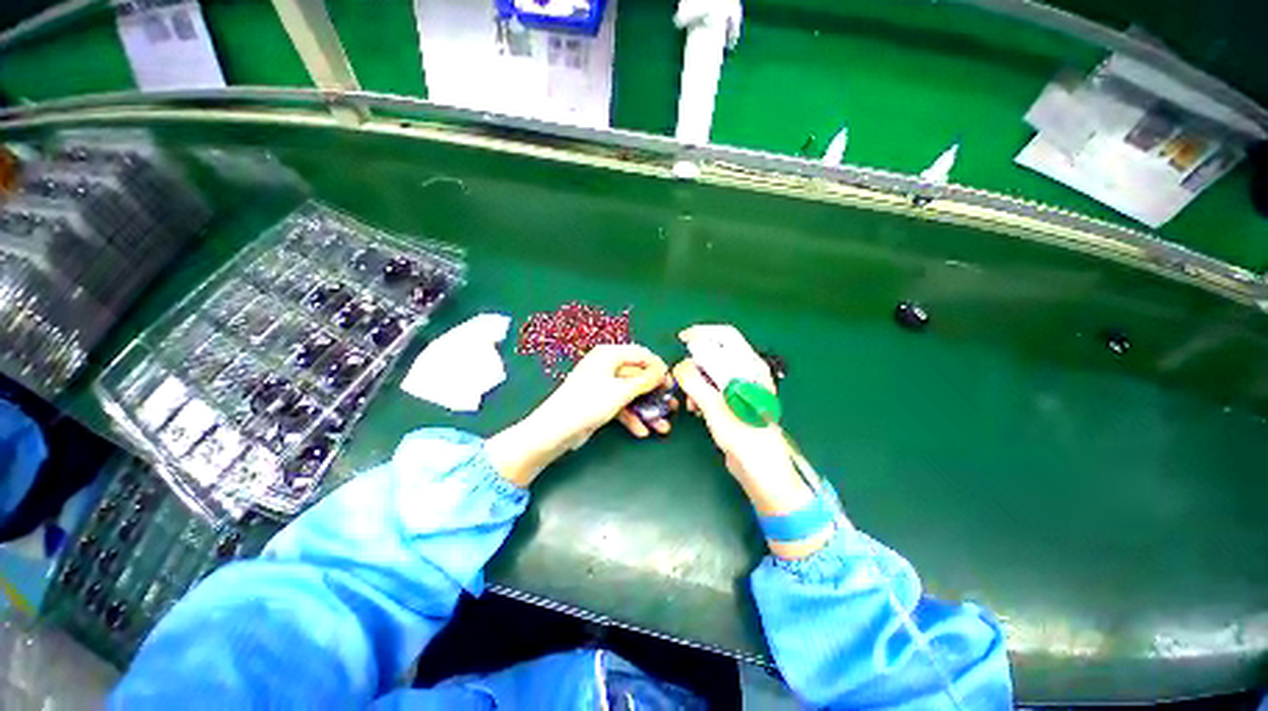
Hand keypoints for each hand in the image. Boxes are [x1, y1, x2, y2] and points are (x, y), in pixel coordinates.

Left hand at [488, 344, 668, 486]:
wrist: (556, 430)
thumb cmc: (589, 403)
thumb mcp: (621, 391)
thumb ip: (645, 381)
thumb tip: (662, 372)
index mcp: (609, 354)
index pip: (642, 354)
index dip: (658, 368)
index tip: (671, 384)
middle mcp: (606, 366)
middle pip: (638, 376)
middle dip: (655, 394)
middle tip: (671, 406)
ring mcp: (603, 384)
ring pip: (632, 393)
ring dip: (647, 409)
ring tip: (662, 426)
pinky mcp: (600, 401)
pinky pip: (621, 405)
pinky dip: (632, 417)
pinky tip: (642, 431)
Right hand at [675, 326, 830, 557]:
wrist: (761, 470)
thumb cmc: (743, 437)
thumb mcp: (715, 408)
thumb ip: (695, 382)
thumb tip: (680, 365)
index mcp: (750, 367)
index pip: (725, 335)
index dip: (702, 333)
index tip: (681, 339)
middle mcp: (747, 372)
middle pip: (716, 352)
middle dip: (696, 362)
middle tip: (682, 376)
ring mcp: (741, 387)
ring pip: (711, 371)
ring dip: (696, 380)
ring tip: (690, 401)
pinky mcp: (734, 401)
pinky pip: (712, 386)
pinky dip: (701, 392)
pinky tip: (696, 408)